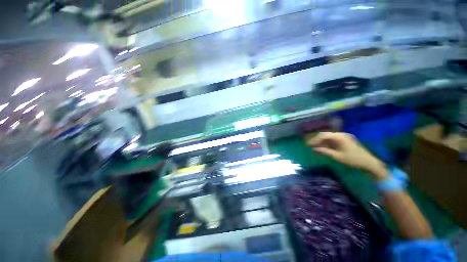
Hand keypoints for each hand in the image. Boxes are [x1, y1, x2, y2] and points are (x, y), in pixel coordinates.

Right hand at [306, 132, 387, 179]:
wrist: (369, 163)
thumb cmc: (353, 159)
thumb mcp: (337, 156)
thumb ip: (325, 151)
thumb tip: (314, 149)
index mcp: (339, 137)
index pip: (323, 135)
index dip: (314, 140)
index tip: (308, 145)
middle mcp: (341, 135)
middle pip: (325, 135)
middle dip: (317, 140)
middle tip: (310, 146)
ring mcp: (344, 137)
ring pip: (329, 138)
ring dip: (322, 142)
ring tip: (315, 148)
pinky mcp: (345, 141)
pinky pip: (333, 140)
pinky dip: (327, 144)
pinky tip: (323, 148)